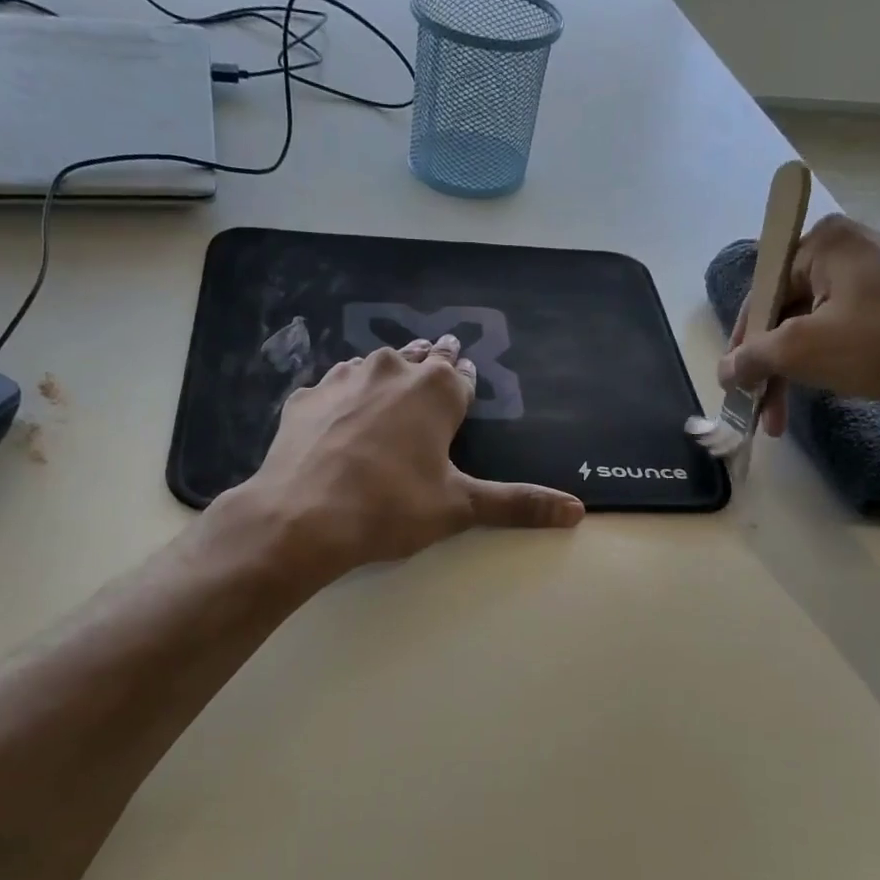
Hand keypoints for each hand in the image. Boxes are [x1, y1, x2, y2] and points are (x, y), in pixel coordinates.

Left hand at [225, 334, 584, 580]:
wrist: (301, 518)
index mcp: (436, 389)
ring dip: (386, 380)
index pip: (463, 377)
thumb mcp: (460, 507)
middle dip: (431, 370)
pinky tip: (339, 425)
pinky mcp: (304, 398)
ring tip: (388, 400)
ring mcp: (342, 378)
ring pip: (374, 368)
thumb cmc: (390, 508)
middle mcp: (392, 369)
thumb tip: (577, 511)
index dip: (467, 388)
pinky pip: (333, 391)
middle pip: (421, 360)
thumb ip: (518, 504)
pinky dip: (342, 401)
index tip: (465, 393)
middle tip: (433, 382)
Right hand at [718, 214, 879, 433]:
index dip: (741, 347)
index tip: (736, 390)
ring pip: (811, 328)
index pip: (758, 297)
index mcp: (820, 244)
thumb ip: (754, 357)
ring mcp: (874, 273)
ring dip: (793, 374)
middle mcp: (845, 249)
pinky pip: (841, 330)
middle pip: (783, 314)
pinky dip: (825, 363)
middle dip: (769, 368)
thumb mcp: (805, 349)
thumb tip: (724, 369)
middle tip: (761, 414)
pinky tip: (825, 391)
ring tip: (785, 418)